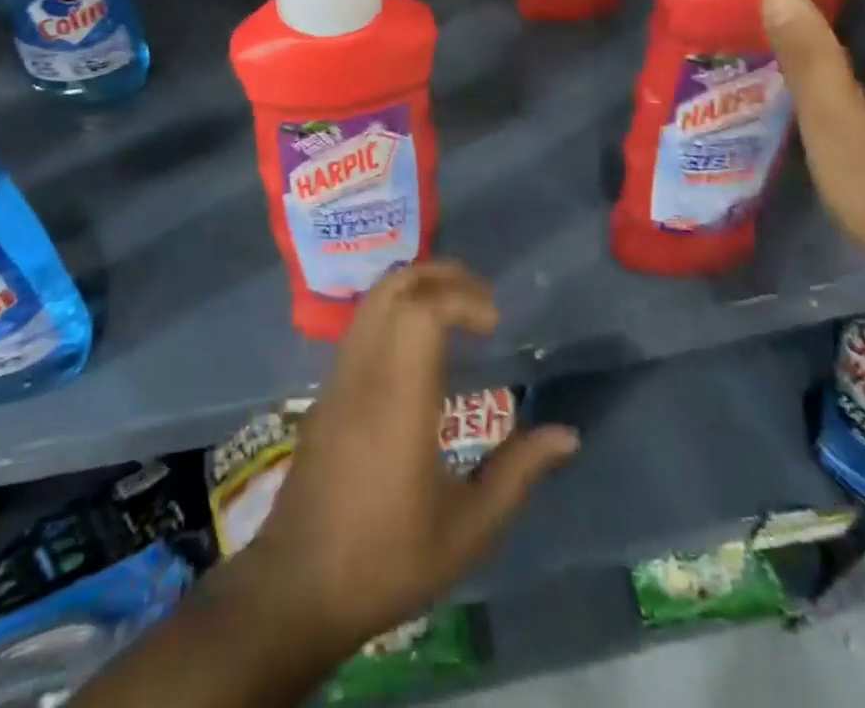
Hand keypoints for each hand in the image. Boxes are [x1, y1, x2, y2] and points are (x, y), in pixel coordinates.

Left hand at [243, 262, 579, 651]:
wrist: (297, 588)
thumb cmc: (387, 561)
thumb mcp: (468, 531)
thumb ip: (518, 474)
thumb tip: (567, 435)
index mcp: (399, 401)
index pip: (422, 312)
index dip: (462, 299)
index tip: (494, 323)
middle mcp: (365, 373)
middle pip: (394, 288)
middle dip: (441, 276)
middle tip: (481, 300)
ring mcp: (339, 377)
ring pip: (373, 300)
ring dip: (416, 288)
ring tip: (457, 312)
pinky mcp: (327, 390)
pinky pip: (362, 325)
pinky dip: (395, 310)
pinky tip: (420, 345)